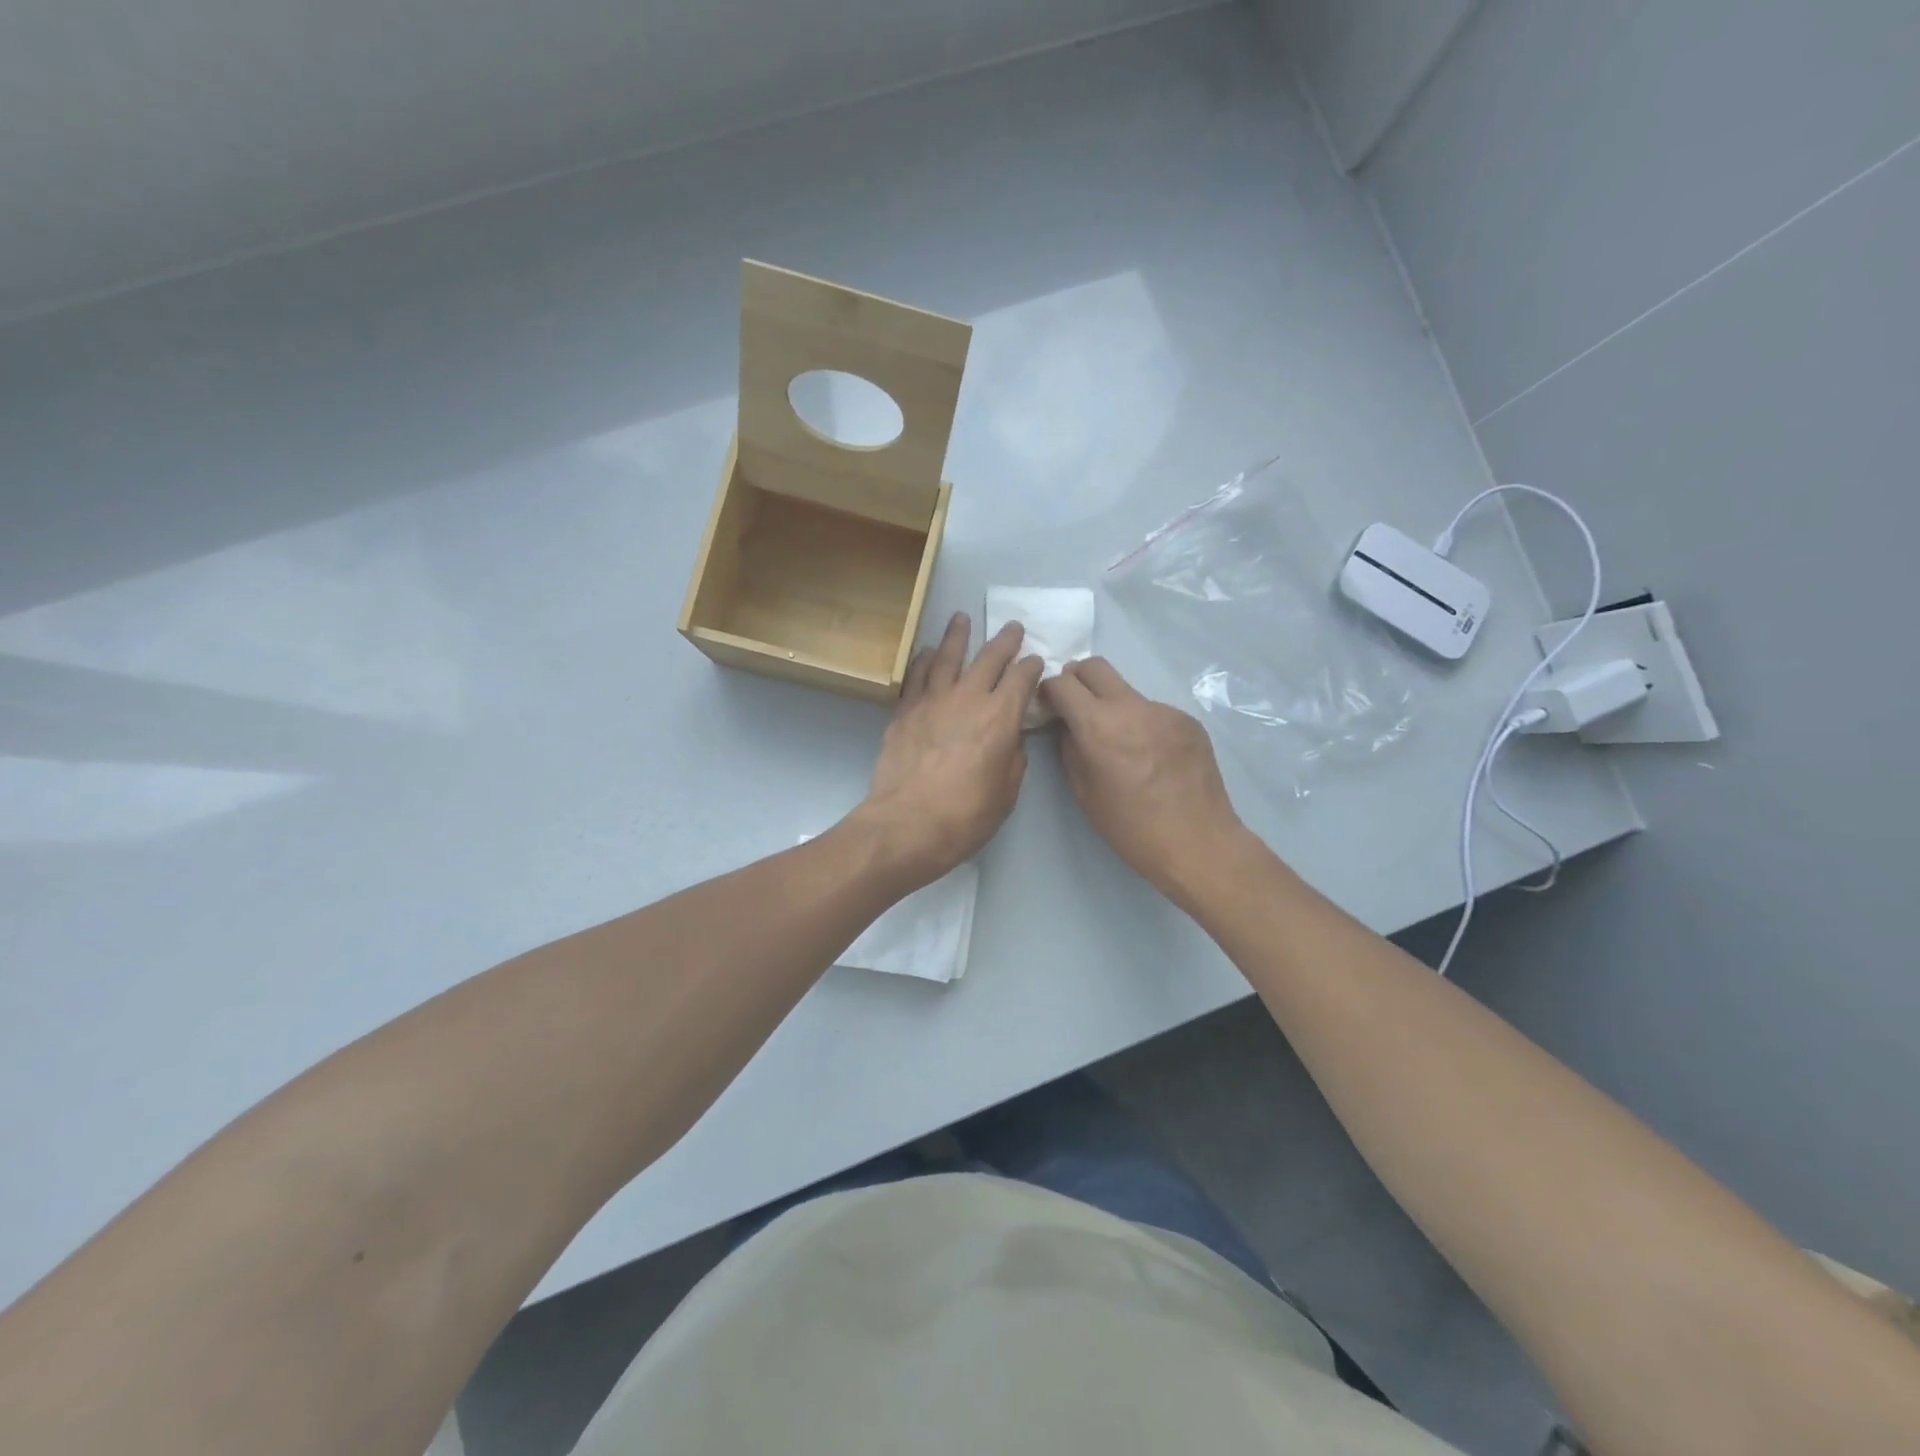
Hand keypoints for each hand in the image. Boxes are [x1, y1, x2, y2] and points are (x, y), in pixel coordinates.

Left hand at [853, 612, 1045, 890]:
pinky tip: (926, 651)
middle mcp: (968, 698)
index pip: (1022, 679)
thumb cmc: (965, 816)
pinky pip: (915, 676)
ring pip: (947, 656)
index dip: (1032, 667)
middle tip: (1012, 627)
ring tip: (961, 618)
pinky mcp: (904, 712)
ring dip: (957, 635)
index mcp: (1001, 717)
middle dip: (1004, 641)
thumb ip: (1013, 758)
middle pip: (989, 658)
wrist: (907, 825)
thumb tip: (1010, 740)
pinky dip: (922, 659)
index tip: (1036, 662)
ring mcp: (932, 701)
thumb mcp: (1006, 793)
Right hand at [1041, 658, 1246, 905]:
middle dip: (1077, 679)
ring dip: (1114, 705)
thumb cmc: (1130, 826)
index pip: (1063, 682)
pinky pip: (1154, 712)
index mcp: (1099, 725)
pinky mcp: (1188, 720)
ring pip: (1127, 691)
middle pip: (1095, 666)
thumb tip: (1067, 725)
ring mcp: (1164, 710)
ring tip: (1122, 744)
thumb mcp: (1084, 792)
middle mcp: (1132, 706)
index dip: (1049, 689)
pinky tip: (1152, 757)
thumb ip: (1069, 748)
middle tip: (1076, 706)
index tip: (1049, 704)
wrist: (1197, 841)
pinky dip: (1143, 724)